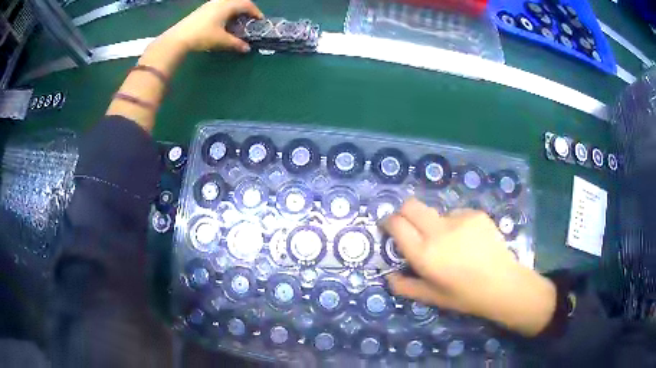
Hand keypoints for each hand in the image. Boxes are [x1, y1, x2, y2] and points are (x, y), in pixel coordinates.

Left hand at [161, 0, 263, 52]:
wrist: (178, 38)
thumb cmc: (202, 36)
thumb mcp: (221, 41)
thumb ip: (236, 43)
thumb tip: (246, 48)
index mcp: (227, 6)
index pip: (246, 4)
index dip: (255, 11)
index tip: (259, 20)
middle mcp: (219, 2)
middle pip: (237, 1)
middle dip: (246, 9)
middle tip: (249, 18)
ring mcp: (209, 5)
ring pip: (227, 3)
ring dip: (234, 10)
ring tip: (236, 21)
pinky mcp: (201, 10)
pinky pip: (218, 6)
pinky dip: (225, 11)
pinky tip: (222, 22)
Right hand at [383, 198, 555, 335]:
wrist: (502, 284)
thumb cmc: (464, 295)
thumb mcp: (431, 297)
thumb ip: (405, 287)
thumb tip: (388, 275)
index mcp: (424, 254)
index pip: (396, 224)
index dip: (389, 223)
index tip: (389, 228)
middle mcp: (439, 231)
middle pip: (411, 205)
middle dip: (404, 213)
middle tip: (411, 228)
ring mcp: (459, 218)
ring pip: (435, 212)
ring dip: (435, 224)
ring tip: (451, 243)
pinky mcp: (475, 214)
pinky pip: (456, 214)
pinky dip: (456, 225)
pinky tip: (469, 241)